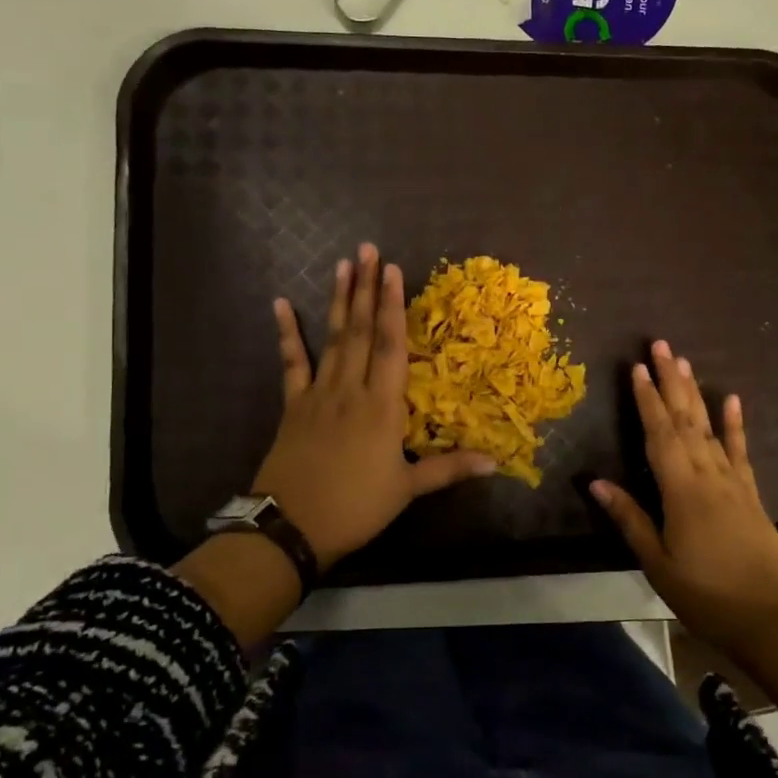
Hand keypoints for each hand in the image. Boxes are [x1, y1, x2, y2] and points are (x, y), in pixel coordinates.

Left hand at [253, 243, 495, 564]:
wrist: (290, 527)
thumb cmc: (355, 507)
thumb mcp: (406, 489)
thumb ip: (449, 469)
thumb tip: (496, 462)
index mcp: (382, 407)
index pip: (391, 347)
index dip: (394, 307)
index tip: (392, 270)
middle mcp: (351, 390)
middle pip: (362, 332)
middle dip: (367, 289)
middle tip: (367, 249)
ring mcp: (318, 394)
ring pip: (332, 339)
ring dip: (339, 301)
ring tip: (342, 264)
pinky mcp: (294, 406)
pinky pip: (291, 363)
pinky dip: (287, 333)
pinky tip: (280, 304)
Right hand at [591, 341, 777, 654]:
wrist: (771, 618)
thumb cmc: (707, 594)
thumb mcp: (658, 563)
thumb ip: (630, 519)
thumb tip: (596, 482)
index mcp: (681, 491)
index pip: (659, 435)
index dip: (646, 400)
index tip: (637, 368)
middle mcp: (708, 475)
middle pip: (685, 420)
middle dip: (671, 381)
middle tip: (661, 346)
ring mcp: (733, 482)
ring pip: (709, 428)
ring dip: (695, 393)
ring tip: (685, 362)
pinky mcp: (750, 493)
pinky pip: (740, 451)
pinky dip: (735, 425)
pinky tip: (732, 400)